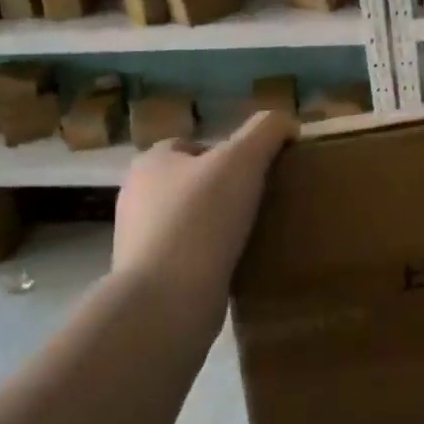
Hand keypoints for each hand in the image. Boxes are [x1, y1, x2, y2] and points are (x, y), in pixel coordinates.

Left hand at [113, 111, 297, 301]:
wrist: (166, 298)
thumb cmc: (202, 218)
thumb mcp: (243, 159)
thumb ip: (267, 131)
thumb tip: (286, 124)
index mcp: (150, 162)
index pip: (192, 145)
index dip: (226, 153)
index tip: (257, 172)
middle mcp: (136, 196)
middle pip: (192, 182)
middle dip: (223, 190)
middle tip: (261, 202)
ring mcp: (139, 239)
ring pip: (190, 220)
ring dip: (217, 225)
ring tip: (253, 234)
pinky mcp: (149, 276)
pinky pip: (189, 255)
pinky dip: (211, 256)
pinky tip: (236, 263)